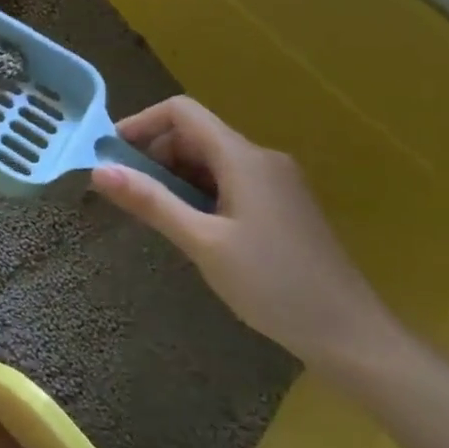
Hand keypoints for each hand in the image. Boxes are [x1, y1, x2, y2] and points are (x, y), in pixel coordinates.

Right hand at [90, 96, 398, 367]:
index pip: (182, 112)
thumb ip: (151, 202)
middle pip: (194, 134)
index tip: (110, 155)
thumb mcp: (202, 243)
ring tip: (153, 215)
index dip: (141, 124)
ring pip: (209, 160)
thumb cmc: (273, 285)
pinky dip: (198, 193)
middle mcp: (261, 159)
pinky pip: (228, 181)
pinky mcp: (280, 206)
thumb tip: (98, 171)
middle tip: (126, 193)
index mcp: (244, 158)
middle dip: (153, 155)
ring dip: (174, 177)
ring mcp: (275, 183)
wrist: (351, 335)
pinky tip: (190, 229)